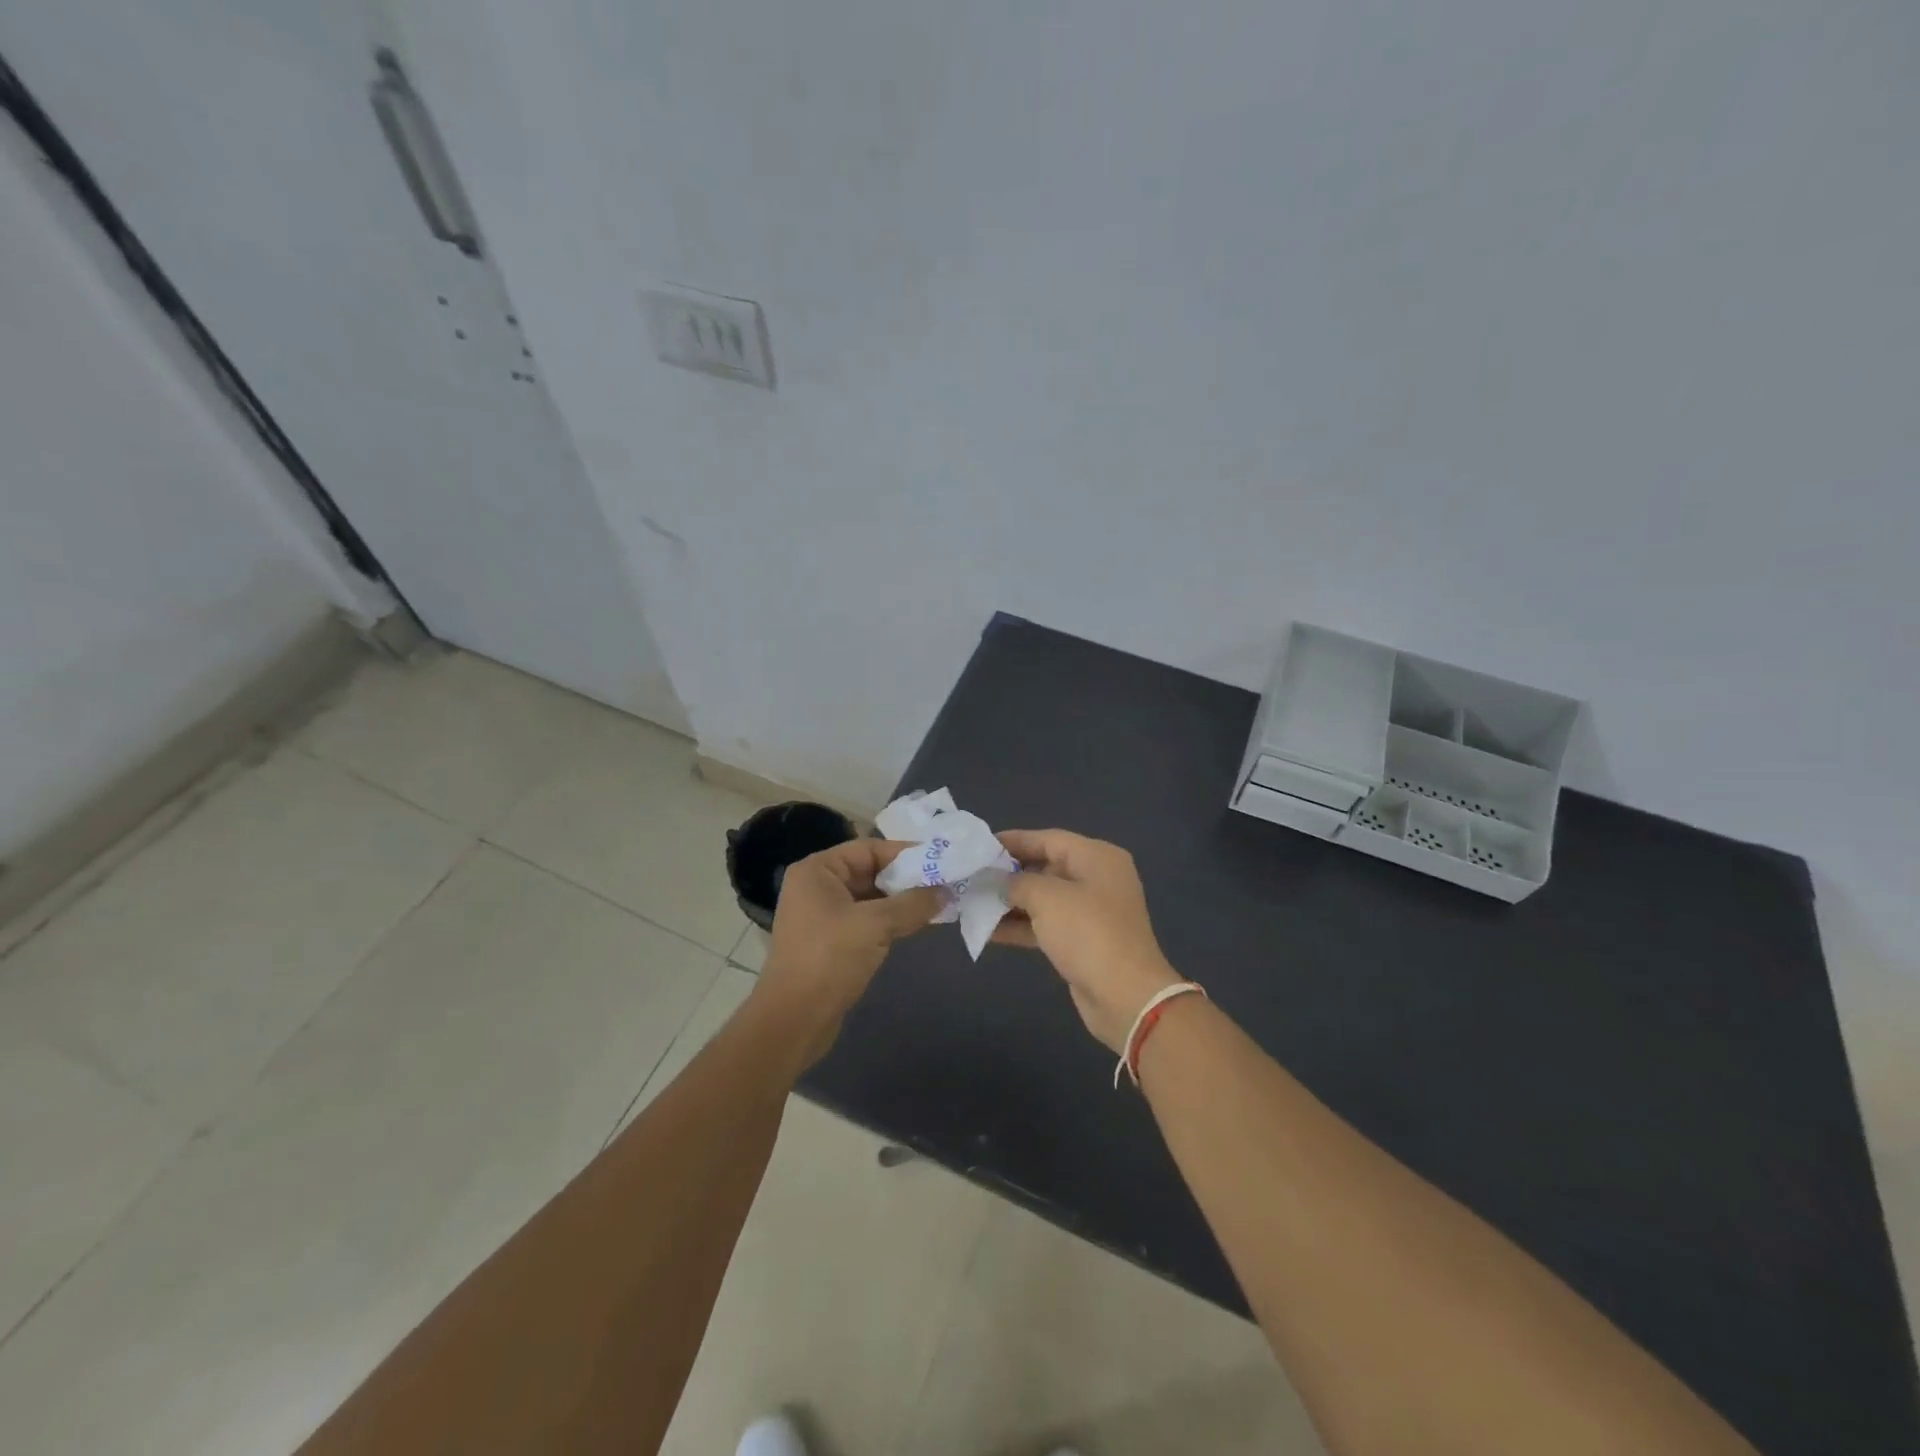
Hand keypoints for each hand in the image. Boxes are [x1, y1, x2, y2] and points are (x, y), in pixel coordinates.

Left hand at [754, 839, 942, 1068]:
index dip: (906, 854)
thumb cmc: (830, 959)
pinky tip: (918, 925)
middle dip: (907, 879)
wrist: (794, 1020)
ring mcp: (822, 916)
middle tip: (946, 883)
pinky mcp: (831, 942)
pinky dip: (891, 921)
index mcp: (818, 870)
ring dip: (902, 902)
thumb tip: (946, 891)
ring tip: (940, 904)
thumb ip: (913, 903)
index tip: (941, 861)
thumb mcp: (876, 925)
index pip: (869, 849)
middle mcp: (817, 887)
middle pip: (870, 872)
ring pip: (871, 898)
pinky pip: (867, 920)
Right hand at [992, 829, 1181, 1052]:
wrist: (1125, 996)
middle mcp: (1096, 879)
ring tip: (972, 902)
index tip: (980, 846)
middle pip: (1045, 867)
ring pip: (1043, 899)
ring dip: (1009, 902)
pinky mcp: (1083, 942)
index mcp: (1096, 857)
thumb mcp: (1047, 897)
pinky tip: (987, 930)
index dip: (1013, 841)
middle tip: (972, 876)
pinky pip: (1046, 925)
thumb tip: (998, 880)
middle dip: (1008, 873)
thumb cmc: (1088, 933)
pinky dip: (1020, 926)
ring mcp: (1091, 912)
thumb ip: (1017, 882)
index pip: (1048, 839)